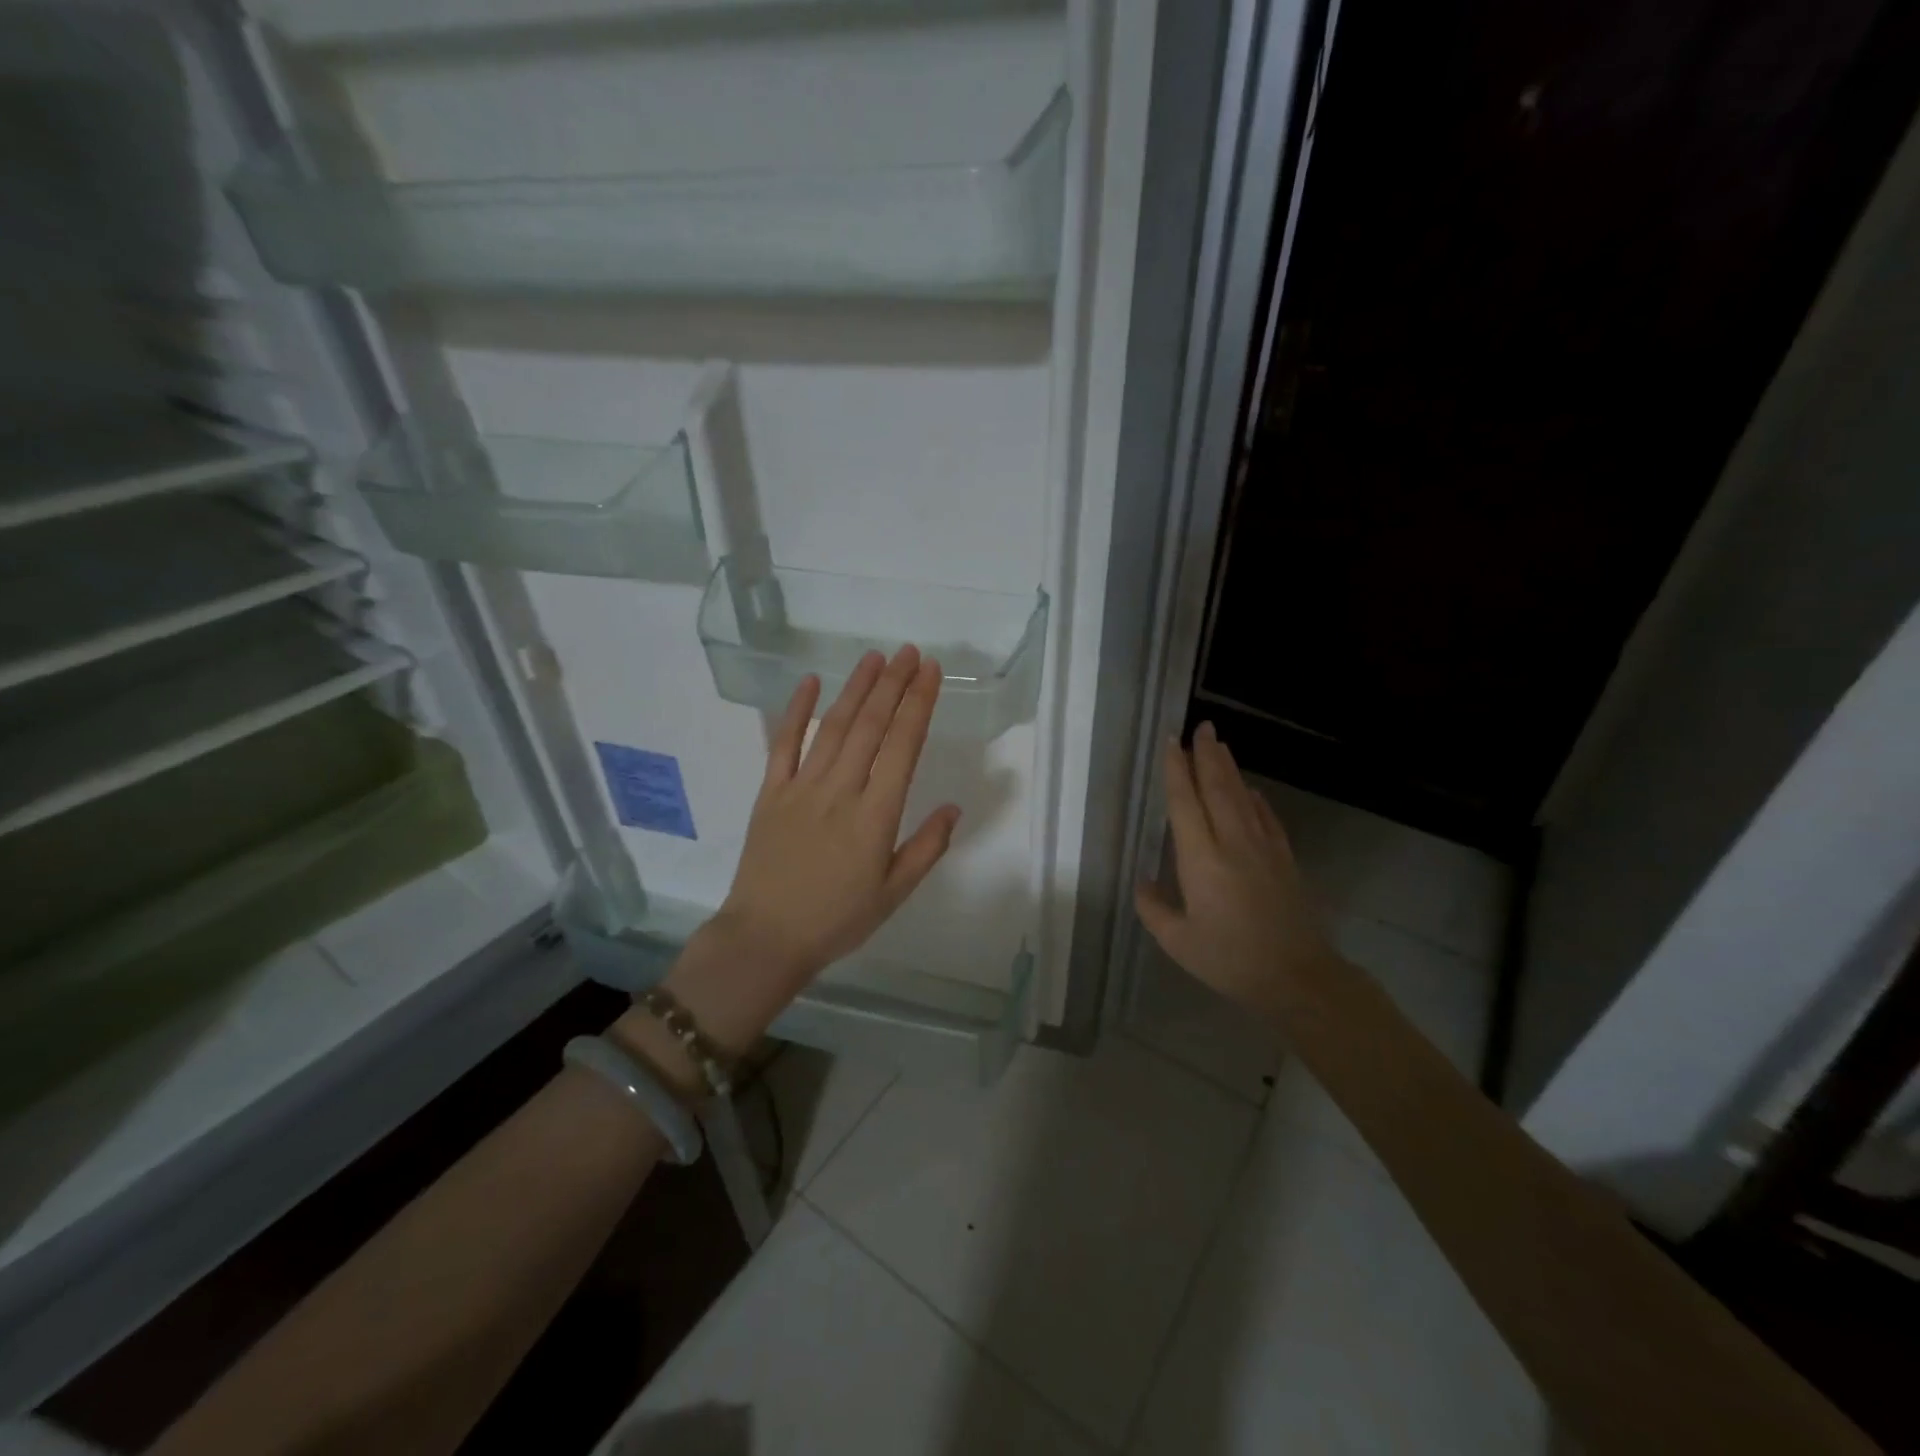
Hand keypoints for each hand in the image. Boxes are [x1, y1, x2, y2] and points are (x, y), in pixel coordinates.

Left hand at [720, 644, 959, 972]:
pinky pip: (783, 744)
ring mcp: (802, 788)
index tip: (931, 672)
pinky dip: (797, 711)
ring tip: (874, 657)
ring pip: (834, 727)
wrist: (765, 938)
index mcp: (876, 816)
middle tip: (910, 652)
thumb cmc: (837, 920)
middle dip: (893, 684)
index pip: (903, 746)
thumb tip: (953, 807)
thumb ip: (927, 848)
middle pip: (871, 726)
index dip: (919, 704)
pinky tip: (811, 682)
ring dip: (855, 688)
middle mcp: (841, 790)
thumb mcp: (894, 893)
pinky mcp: (771, 792)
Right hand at [1134, 722, 1334, 1017]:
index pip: (1185, 803)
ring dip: (1229, 769)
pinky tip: (1250, 789)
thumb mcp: (1178, 942)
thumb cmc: (1230, 960)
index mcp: (1201, 860)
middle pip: (1217, 788)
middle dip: (1206, 755)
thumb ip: (1154, 908)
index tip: (1171, 742)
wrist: (1297, 977)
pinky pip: (1266, 818)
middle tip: (1201, 727)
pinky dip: (1255, 799)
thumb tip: (1143, 881)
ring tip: (1219, 745)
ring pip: (1242, 797)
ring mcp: (1263, 848)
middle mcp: (1232, 843)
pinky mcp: (1284, 859)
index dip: (1176, 770)